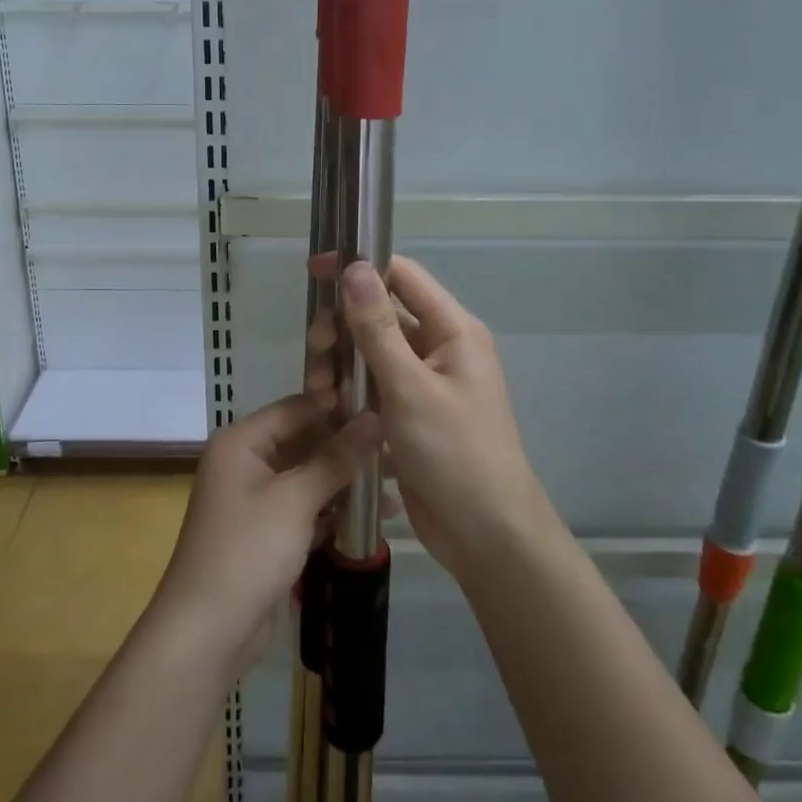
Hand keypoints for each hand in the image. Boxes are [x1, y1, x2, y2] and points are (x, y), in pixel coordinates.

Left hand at [155, 395, 378, 672]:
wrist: (207, 631)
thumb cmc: (248, 551)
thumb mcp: (296, 499)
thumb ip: (337, 457)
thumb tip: (374, 417)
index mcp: (241, 441)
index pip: (298, 407)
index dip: (340, 405)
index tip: (388, 403)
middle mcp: (245, 462)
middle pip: (304, 441)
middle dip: (349, 447)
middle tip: (400, 446)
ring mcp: (254, 498)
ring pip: (308, 476)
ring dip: (346, 481)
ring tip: (397, 482)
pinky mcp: (266, 532)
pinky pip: (305, 507)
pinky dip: (333, 509)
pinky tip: (375, 516)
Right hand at [309, 258, 548, 575]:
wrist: (486, 534)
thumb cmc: (454, 453)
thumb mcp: (409, 388)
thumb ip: (378, 328)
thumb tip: (355, 268)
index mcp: (453, 330)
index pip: (402, 276)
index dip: (360, 267)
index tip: (315, 273)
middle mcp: (440, 348)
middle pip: (380, 316)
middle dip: (342, 329)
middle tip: (315, 354)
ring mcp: (424, 383)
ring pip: (371, 354)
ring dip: (341, 366)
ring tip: (321, 396)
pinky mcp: (410, 413)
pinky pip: (373, 387)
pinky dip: (350, 393)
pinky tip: (330, 413)